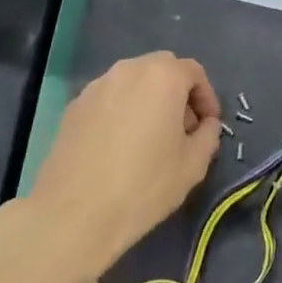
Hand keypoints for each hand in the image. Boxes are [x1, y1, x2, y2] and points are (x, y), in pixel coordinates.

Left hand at [16, 52, 221, 282]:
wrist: (74, 213)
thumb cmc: (143, 186)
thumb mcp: (193, 165)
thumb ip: (208, 136)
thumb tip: (205, 125)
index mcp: (162, 77)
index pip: (193, 72)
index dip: (207, 97)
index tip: (208, 125)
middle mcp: (128, 70)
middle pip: (161, 69)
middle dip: (177, 93)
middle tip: (182, 129)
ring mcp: (96, 86)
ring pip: (132, 82)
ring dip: (148, 100)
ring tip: (150, 138)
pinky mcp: (73, 106)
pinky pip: (108, 98)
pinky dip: (121, 110)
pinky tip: (119, 146)